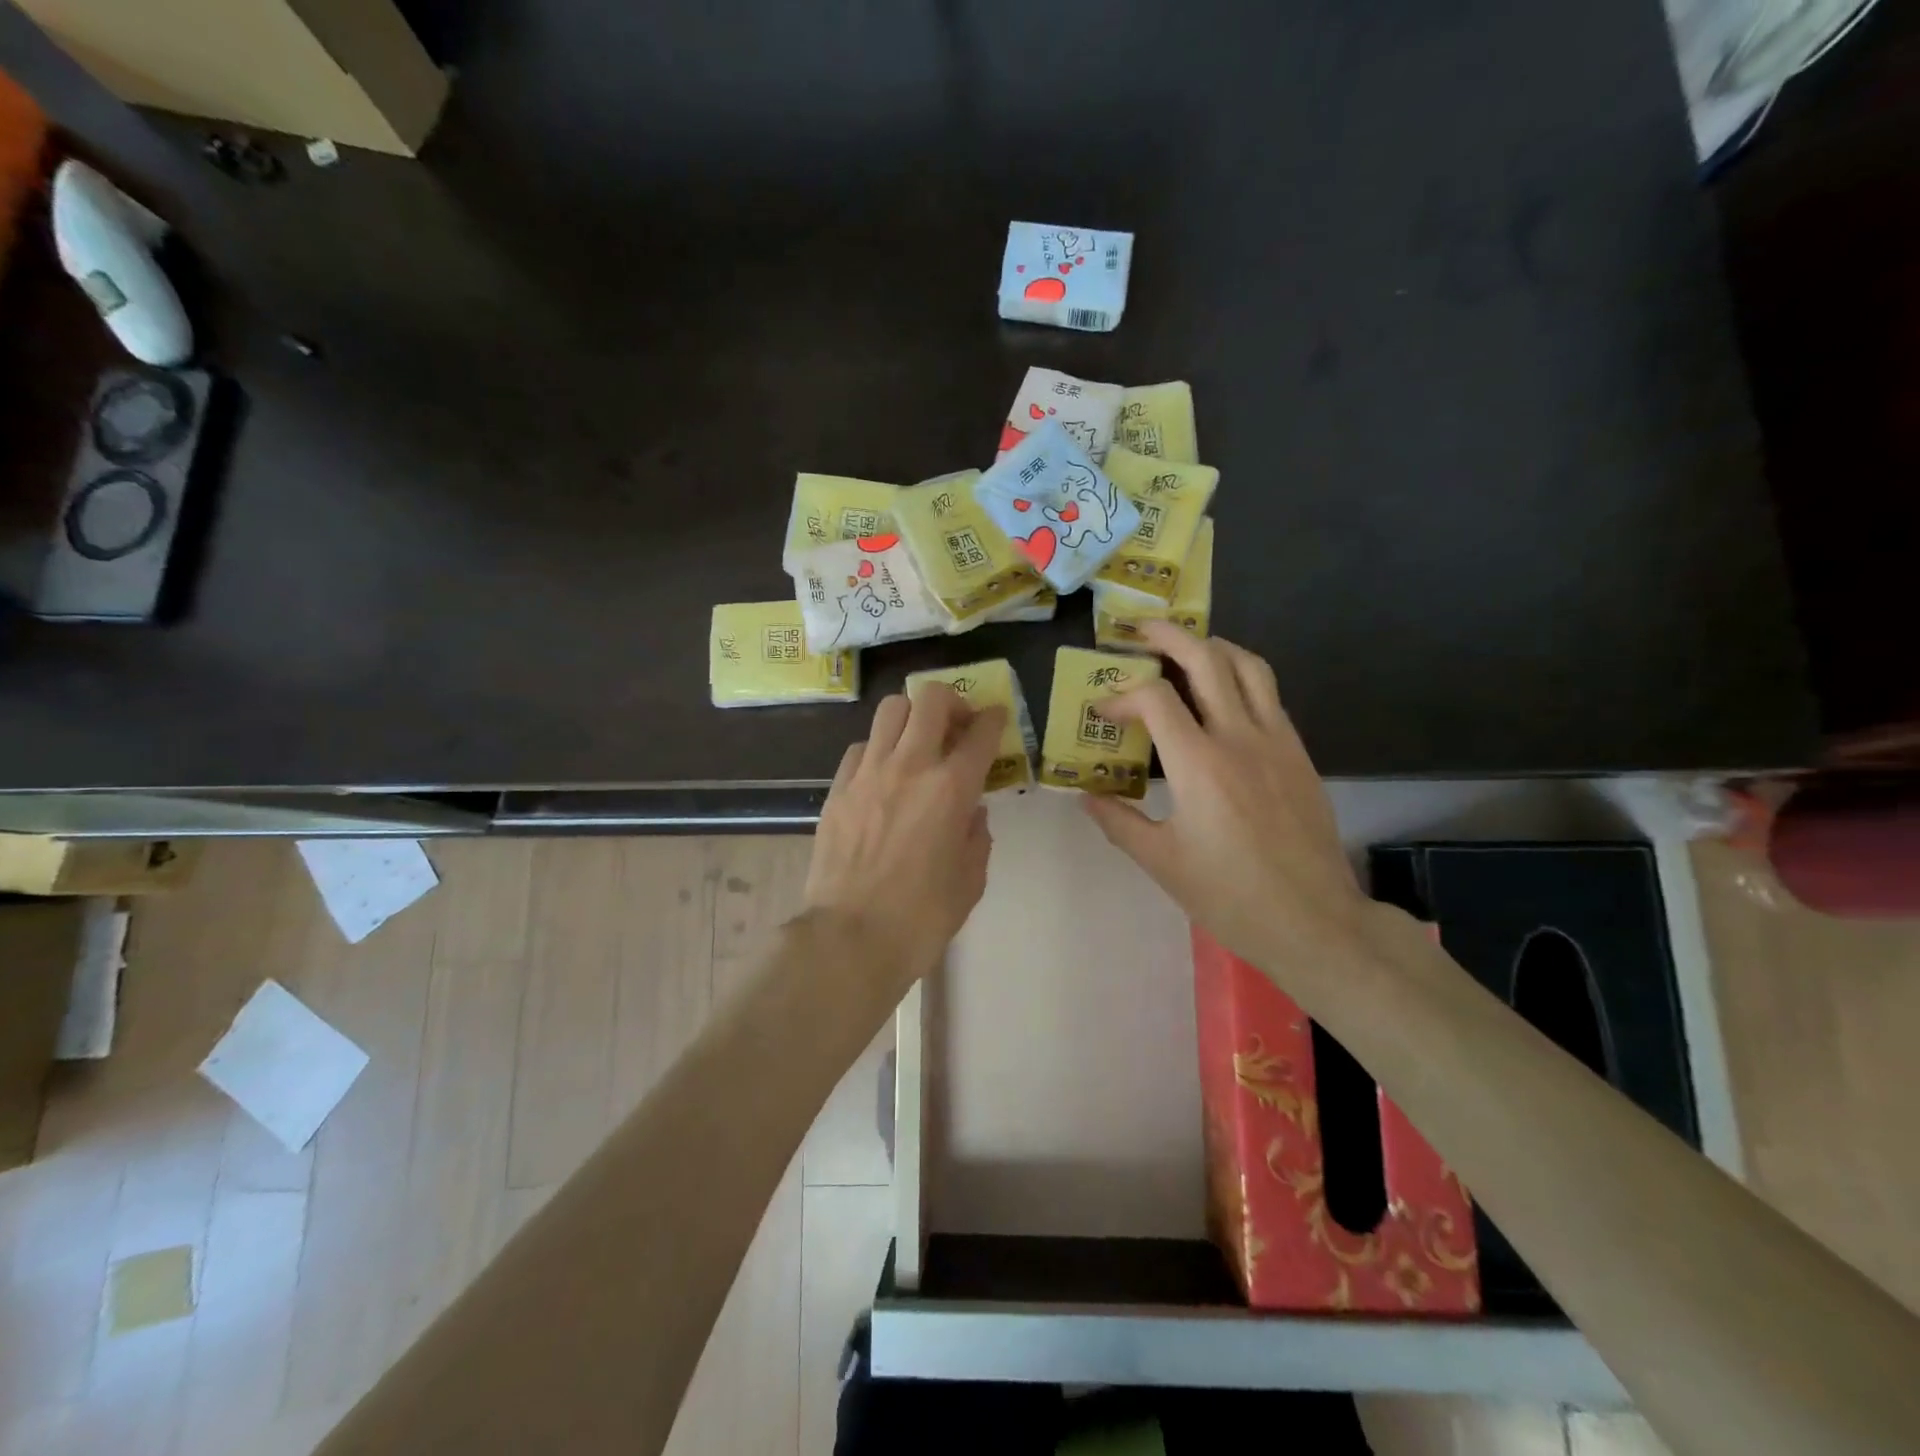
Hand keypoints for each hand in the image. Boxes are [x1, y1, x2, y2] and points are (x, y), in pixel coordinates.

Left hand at [805, 684, 1004, 986]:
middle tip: (957, 725)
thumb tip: (970, 811)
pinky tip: (883, 775)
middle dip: (952, 701)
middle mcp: (910, 766)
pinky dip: (879, 749)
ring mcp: (868, 773)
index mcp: (952, 789)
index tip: (996, 718)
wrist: (850, 938)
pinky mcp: (838, 788)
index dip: (994, 718)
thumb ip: (976, 836)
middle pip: (931, 699)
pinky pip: (861, 747)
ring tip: (917, 742)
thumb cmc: (921, 917)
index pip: (981, 732)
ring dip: (912, 717)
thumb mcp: (970, 880)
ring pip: (890, 709)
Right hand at [1083, 623, 1373, 976]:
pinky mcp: (1299, 754)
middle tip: (1142, 631)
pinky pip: (1270, 695)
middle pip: (1207, 660)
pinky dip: (1242, 678)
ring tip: (1187, 647)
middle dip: (1170, 637)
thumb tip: (1086, 798)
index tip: (1105, 713)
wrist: (1314, 921)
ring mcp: (1277, 741)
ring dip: (1214, 647)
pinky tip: (1225, 696)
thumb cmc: (1230, 896)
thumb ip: (1119, 822)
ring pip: (1249, 667)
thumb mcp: (1162, 863)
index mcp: (1199, 765)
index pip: (1155, 698)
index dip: (1122, 695)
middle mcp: (1240, 738)